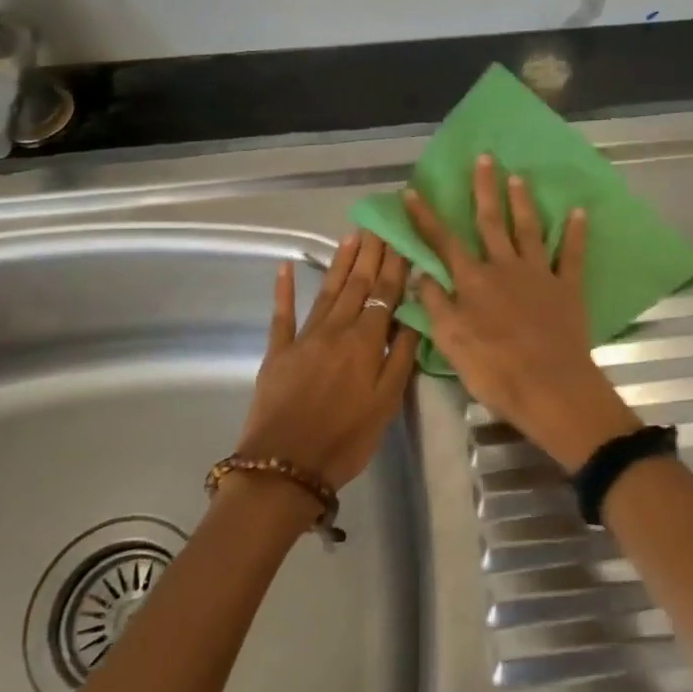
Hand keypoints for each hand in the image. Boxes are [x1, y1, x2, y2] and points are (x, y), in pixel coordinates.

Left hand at [236, 232, 419, 490]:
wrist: (285, 466)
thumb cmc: (346, 439)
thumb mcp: (386, 403)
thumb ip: (401, 357)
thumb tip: (413, 316)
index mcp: (365, 342)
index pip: (385, 294)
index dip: (394, 265)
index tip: (400, 237)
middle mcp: (336, 330)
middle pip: (357, 285)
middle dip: (370, 254)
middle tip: (378, 225)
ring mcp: (304, 338)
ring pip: (327, 291)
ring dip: (340, 263)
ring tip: (352, 237)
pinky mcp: (278, 351)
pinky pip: (282, 314)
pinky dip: (285, 290)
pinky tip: (287, 267)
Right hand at [406, 155, 640, 471]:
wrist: (549, 387)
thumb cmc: (494, 369)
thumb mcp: (451, 341)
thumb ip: (436, 304)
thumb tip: (422, 273)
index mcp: (473, 281)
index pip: (443, 242)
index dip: (426, 217)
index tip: (412, 191)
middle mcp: (504, 267)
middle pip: (491, 222)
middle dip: (484, 189)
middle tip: (484, 158)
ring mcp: (538, 274)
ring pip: (528, 230)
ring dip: (522, 202)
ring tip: (518, 176)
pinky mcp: (567, 288)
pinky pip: (571, 255)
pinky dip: (575, 233)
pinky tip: (579, 212)